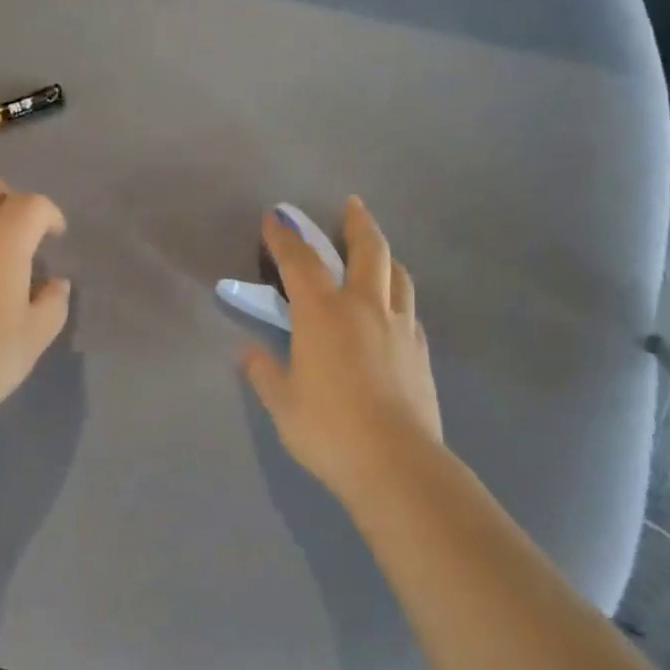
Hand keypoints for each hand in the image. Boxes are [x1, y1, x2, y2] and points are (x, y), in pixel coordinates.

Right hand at [242, 197, 443, 501]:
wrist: (396, 463)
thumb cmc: (328, 429)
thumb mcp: (282, 403)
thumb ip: (264, 372)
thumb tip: (248, 352)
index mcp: (323, 313)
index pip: (300, 262)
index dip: (284, 237)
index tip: (275, 218)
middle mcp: (365, 307)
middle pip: (368, 250)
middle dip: (357, 223)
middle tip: (351, 206)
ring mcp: (399, 327)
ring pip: (398, 274)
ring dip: (385, 255)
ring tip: (376, 253)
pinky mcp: (420, 350)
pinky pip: (408, 308)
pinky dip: (397, 295)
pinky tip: (391, 308)